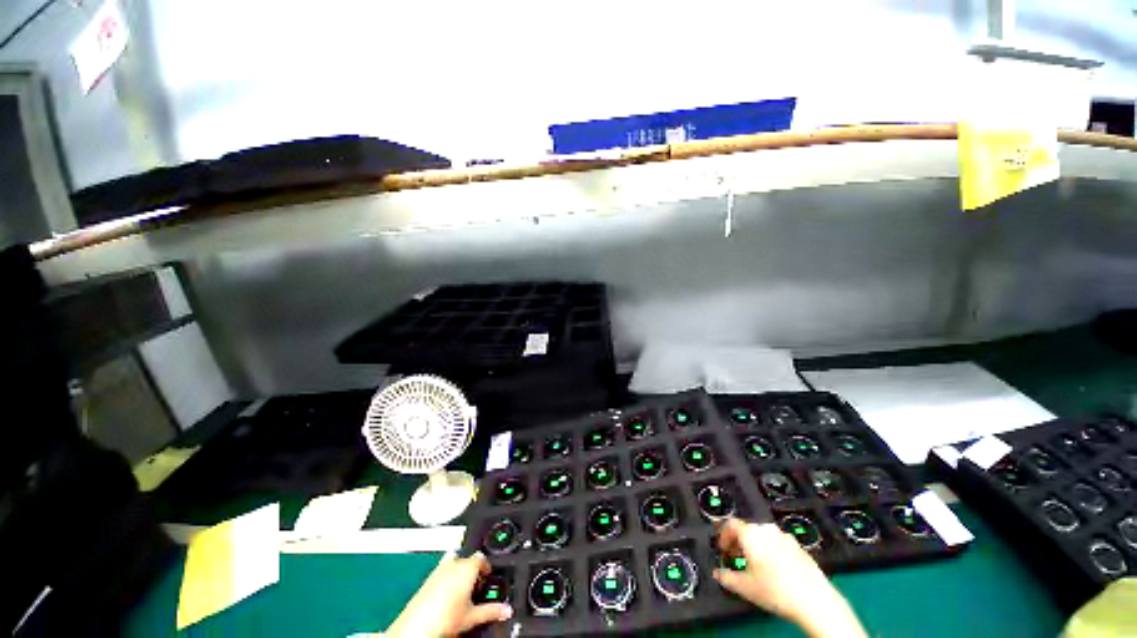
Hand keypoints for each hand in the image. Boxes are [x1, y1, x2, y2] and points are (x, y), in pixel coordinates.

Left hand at [386, 551, 512, 636]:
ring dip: (460, 573)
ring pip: (455, 564)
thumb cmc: (442, 619)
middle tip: (477, 588)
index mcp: (467, 566)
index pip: (482, 558)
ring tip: (462, 592)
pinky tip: (447, 595)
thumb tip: (506, 610)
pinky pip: (443, 570)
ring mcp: (439, 569)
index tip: (488, 578)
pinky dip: (448, 578)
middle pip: (468, 560)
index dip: (487, 568)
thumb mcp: (472, 616)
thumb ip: (491, 610)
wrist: (416, 628)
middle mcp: (454, 563)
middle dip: (474, 571)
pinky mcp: (428, 578)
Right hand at [714, 518, 865, 637]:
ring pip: (763, 536)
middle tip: (736, 558)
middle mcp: (767, 530)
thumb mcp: (745, 587)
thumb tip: (718, 574)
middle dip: (739, 542)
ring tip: (756, 566)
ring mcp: (785, 537)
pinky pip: (779, 544)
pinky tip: (775, 571)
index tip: (722, 548)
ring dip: (756, 546)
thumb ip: (726, 577)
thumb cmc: (778, 591)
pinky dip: (772, 552)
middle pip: (747, 529)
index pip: (730, 524)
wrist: (814, 600)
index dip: (723, 536)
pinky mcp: (799, 548)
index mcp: (751, 533)